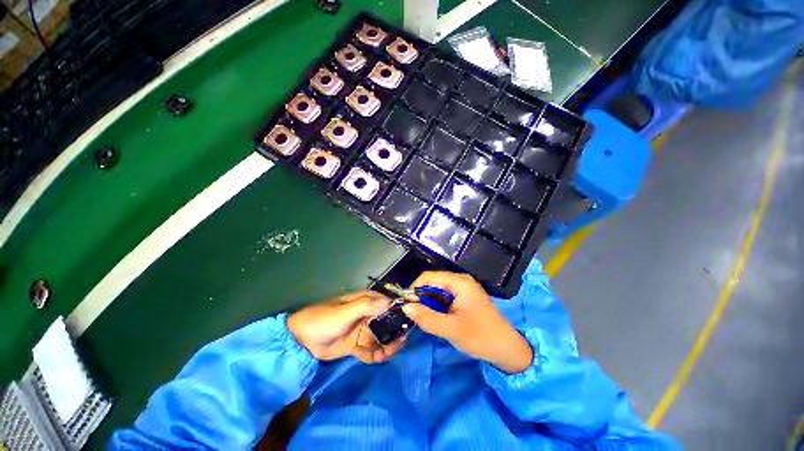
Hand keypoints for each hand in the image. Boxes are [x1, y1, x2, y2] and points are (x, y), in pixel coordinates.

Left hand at [287, 291, 405, 363]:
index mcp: (365, 302)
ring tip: (386, 354)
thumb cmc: (323, 320)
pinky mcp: (357, 345)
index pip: (388, 304)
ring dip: (387, 345)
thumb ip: (366, 306)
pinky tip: (377, 358)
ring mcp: (362, 330)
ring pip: (381, 337)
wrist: (301, 341)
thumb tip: (389, 301)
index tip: (409, 322)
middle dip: (394, 333)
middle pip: (387, 323)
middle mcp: (367, 315)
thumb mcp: (344, 312)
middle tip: (398, 344)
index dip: (400, 311)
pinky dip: (375, 354)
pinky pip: (371, 349)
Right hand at [402, 272, 532, 373]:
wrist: (507, 350)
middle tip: (413, 313)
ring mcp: (463, 288)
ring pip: (437, 290)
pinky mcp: (463, 297)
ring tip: (423, 317)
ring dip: (428, 302)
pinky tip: (434, 317)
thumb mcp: (451, 329)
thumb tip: (405, 307)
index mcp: (459, 282)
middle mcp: (460, 280)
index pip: (429, 277)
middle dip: (421, 296)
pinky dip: (436, 305)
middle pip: (432, 282)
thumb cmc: (481, 337)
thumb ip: (426, 317)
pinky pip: (444, 296)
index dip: (414, 288)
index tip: (406, 304)